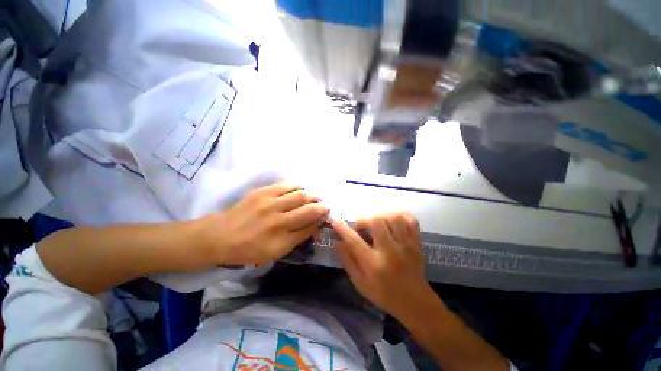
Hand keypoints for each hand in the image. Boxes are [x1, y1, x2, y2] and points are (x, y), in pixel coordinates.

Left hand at [201, 183, 328, 265]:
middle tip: (325, 204)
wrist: (220, 236)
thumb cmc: (248, 249)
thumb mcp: (275, 253)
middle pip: (308, 209)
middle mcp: (278, 220)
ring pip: (300, 195)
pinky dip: (298, 186)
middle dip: (321, 205)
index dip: (321, 219)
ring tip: (315, 196)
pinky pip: (286, 185)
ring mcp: (270, 203)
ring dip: (312, 195)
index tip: (327, 215)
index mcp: (281, 240)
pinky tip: (301, 188)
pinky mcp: (263, 192)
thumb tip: (315, 225)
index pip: (310, 226)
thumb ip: (297, 239)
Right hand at [331, 212, 435, 319]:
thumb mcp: (360, 284)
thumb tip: (338, 242)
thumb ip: (348, 261)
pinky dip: (399, 215)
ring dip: (381, 215)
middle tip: (361, 227)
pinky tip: (391, 220)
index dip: (342, 229)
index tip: (335, 221)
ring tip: (376, 222)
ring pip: (394, 217)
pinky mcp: (417, 243)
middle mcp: (390, 252)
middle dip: (364, 219)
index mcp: (374, 265)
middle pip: (376, 222)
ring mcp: (406, 245)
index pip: (354, 241)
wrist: (416, 303)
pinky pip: (410, 220)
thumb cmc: (384, 295)